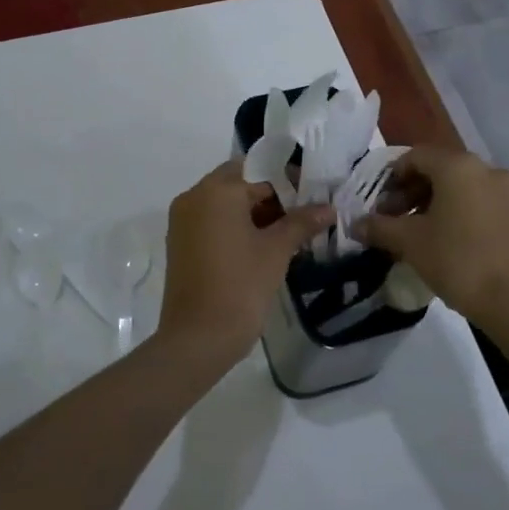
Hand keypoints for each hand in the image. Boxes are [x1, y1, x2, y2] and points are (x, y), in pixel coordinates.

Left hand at [159, 161, 332, 365]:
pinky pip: (212, 221)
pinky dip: (234, 226)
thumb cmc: (240, 286)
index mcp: (216, 191)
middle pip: (239, 183)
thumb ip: (301, 222)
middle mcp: (194, 197)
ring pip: (224, 203)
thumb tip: (328, 208)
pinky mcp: (180, 242)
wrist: (198, 338)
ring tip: (286, 232)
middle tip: (301, 215)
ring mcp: (183, 221)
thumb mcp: (276, 251)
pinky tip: (261, 246)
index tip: (312, 198)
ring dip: (253, 212)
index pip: (259, 172)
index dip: (288, 183)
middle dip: (270, 196)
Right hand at [350, 147, 508, 334]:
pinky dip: (459, 211)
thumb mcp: (410, 242)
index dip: (392, 178)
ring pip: (461, 186)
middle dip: (412, 191)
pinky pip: (480, 201)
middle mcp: (487, 168)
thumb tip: (355, 224)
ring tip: (417, 232)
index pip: (416, 157)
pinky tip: (446, 238)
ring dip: (434, 202)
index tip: (379, 204)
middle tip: (394, 219)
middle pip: (439, 169)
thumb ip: (379, 227)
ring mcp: (508, 191)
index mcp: (458, 166)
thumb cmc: (457, 260)